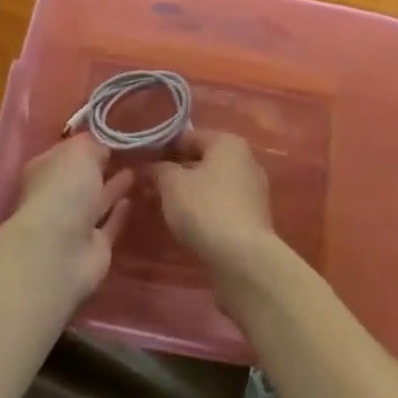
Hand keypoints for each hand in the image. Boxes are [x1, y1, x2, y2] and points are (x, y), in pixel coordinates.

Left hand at [9, 134, 134, 303]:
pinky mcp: (95, 247)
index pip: (72, 148)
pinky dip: (121, 212)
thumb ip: (96, 143)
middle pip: (86, 175)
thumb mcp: (81, 150)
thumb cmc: (64, 189)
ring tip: (143, 167)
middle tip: (137, 147)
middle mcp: (59, 194)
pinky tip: (137, 197)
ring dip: (117, 185)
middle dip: (106, 162)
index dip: (94, 139)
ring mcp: (76, 222)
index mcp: (47, 167)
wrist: (60, 253)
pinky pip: (111, 223)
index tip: (120, 129)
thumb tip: (108, 143)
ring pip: (100, 198)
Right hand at [150, 131, 276, 282]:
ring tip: (163, 209)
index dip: (163, 150)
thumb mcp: (172, 184)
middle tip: (149, 189)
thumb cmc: (205, 209)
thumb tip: (151, 167)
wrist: (244, 260)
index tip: (143, 166)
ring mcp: (252, 190)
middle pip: (202, 161)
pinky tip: (186, 226)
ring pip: (211, 185)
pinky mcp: (253, 219)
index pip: (189, 137)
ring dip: (187, 194)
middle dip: (175, 174)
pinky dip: (203, 210)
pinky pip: (221, 205)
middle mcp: (245, 160)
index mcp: (228, 142)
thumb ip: (159, 170)